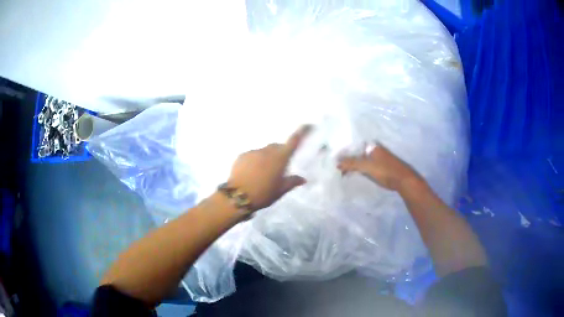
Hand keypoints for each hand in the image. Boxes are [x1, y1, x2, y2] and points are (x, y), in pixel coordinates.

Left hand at [227, 125, 311, 211]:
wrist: (238, 196)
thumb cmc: (264, 193)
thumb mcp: (280, 190)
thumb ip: (292, 182)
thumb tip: (303, 179)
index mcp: (280, 158)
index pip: (293, 141)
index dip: (301, 132)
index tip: (306, 124)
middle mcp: (267, 151)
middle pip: (276, 146)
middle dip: (279, 152)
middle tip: (279, 166)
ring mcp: (253, 152)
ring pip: (263, 151)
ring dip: (266, 158)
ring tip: (263, 173)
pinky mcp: (242, 156)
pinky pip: (251, 155)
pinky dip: (254, 161)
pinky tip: (251, 173)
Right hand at [337, 144, 421, 191]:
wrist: (403, 181)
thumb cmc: (385, 171)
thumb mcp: (367, 166)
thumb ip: (352, 163)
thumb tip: (336, 163)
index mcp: (373, 146)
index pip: (355, 145)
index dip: (345, 151)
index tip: (335, 158)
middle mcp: (376, 149)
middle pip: (358, 152)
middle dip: (348, 158)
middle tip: (337, 165)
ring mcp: (380, 157)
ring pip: (363, 159)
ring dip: (354, 164)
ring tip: (343, 170)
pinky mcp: (382, 166)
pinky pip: (367, 164)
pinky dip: (360, 168)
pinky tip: (356, 173)